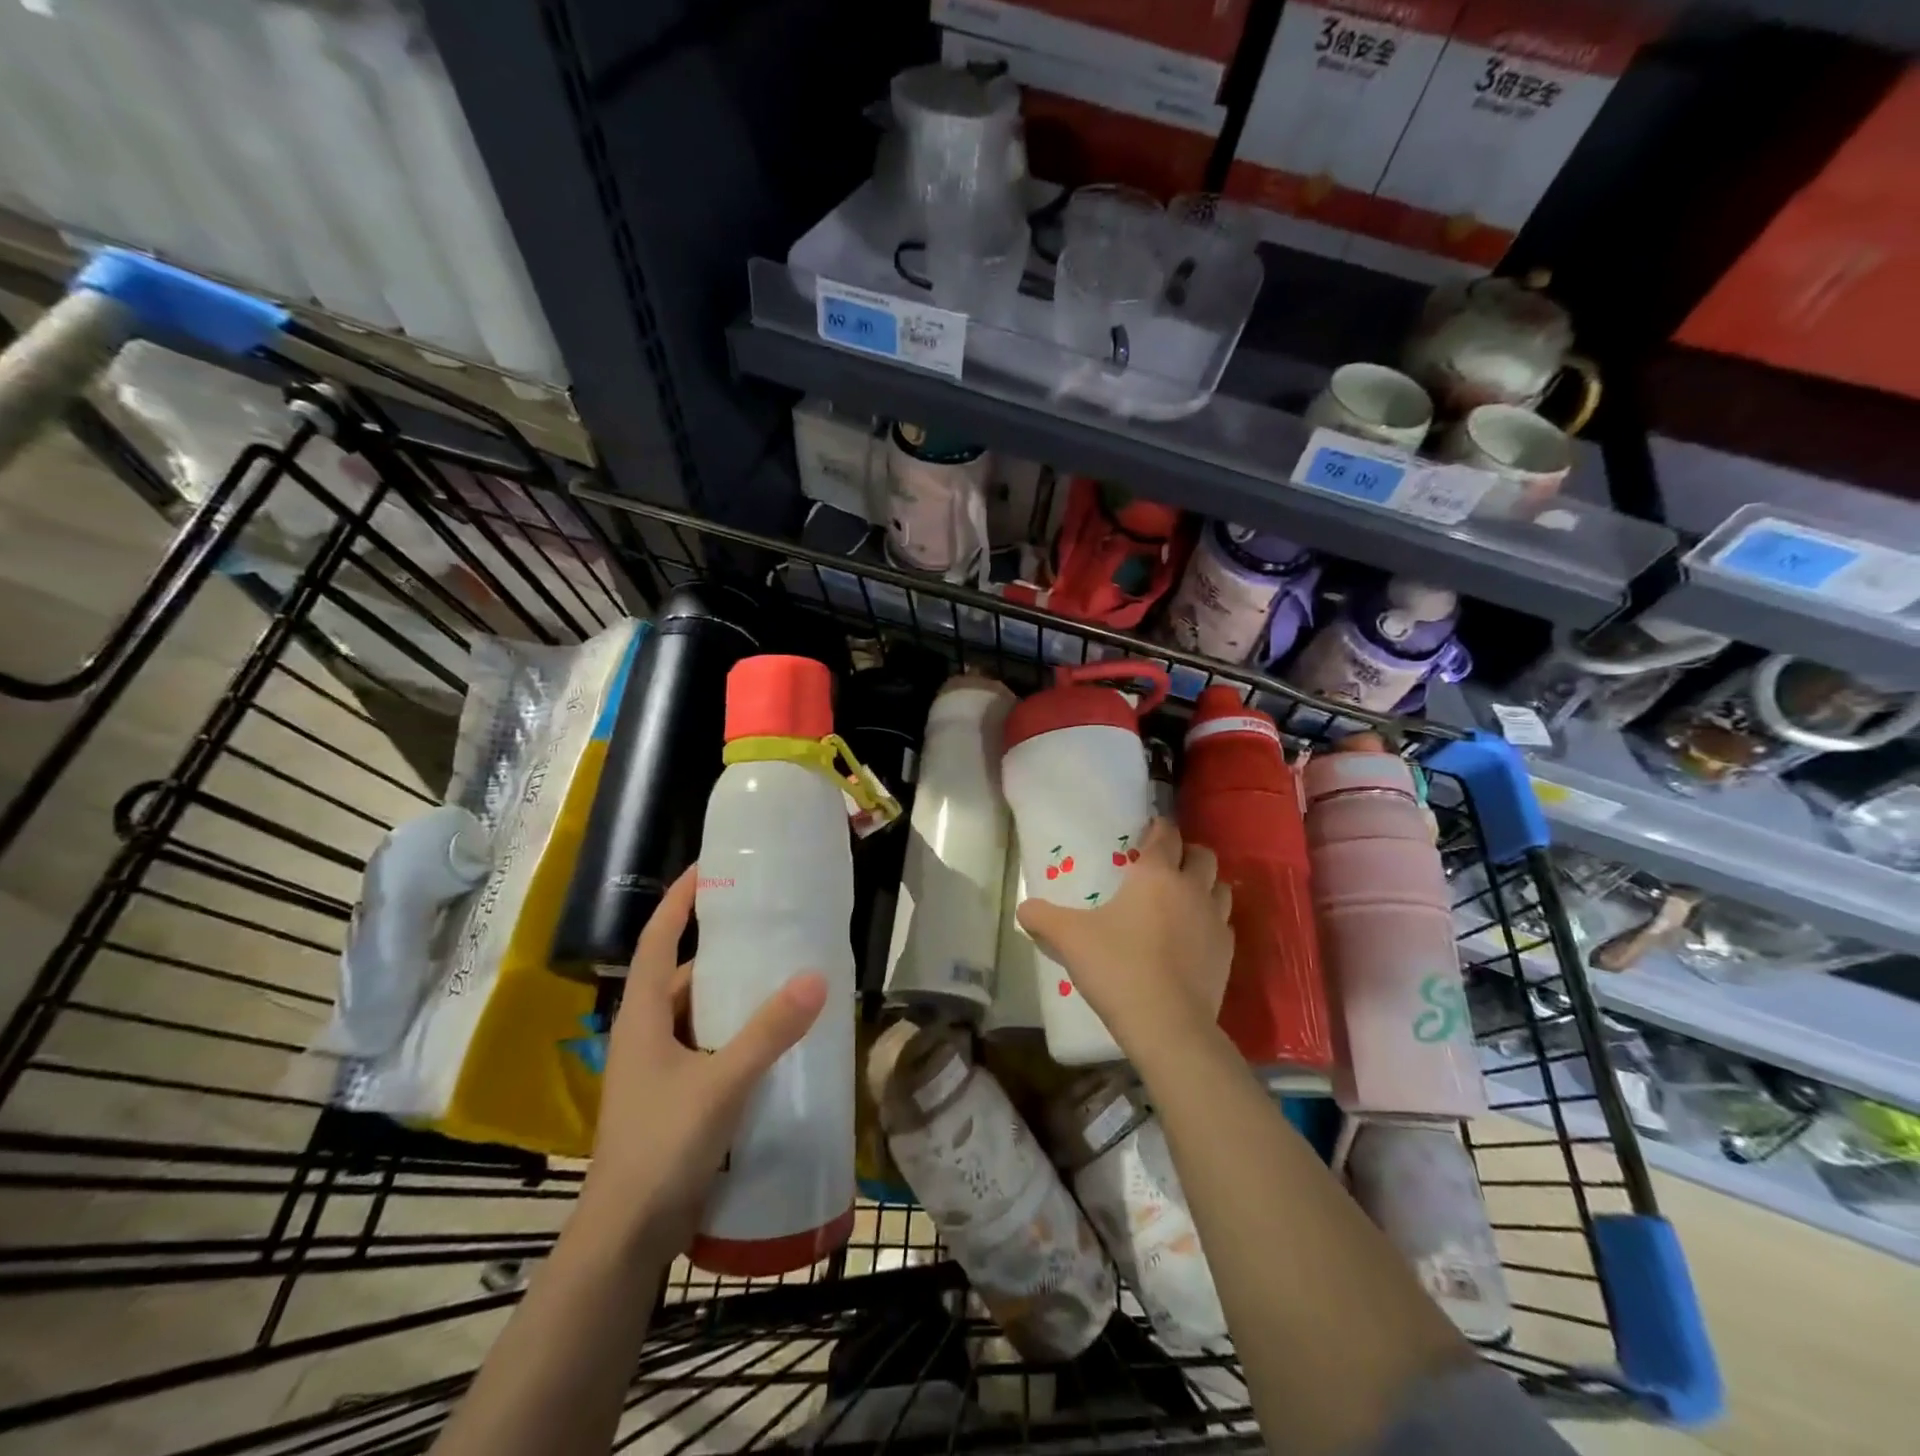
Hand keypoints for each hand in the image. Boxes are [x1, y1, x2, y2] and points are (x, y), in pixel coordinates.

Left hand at [580, 867, 827, 1252]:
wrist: (627, 1238)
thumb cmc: (662, 1148)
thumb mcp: (721, 1083)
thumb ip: (769, 1031)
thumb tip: (814, 976)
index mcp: (643, 1017)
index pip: (657, 941)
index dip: (679, 902)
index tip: (708, 869)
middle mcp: (647, 1034)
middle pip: (684, 974)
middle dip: (722, 948)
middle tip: (770, 925)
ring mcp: (660, 1068)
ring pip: (700, 1013)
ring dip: (735, 994)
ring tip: (782, 973)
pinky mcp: (676, 1096)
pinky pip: (710, 1045)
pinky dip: (738, 1032)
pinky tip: (774, 1036)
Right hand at [1017, 817, 1232, 1054]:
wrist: (1167, 1024)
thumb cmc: (1117, 967)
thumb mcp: (1069, 938)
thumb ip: (1043, 917)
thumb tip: (1023, 908)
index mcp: (1156, 875)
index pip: (1165, 835)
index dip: (1158, 828)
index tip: (1149, 830)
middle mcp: (1192, 889)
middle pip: (1203, 855)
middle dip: (1187, 853)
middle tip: (1166, 864)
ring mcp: (1215, 922)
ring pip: (1221, 887)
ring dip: (1205, 885)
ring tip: (1184, 898)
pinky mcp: (1227, 955)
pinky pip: (1224, 925)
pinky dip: (1212, 923)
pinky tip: (1194, 937)